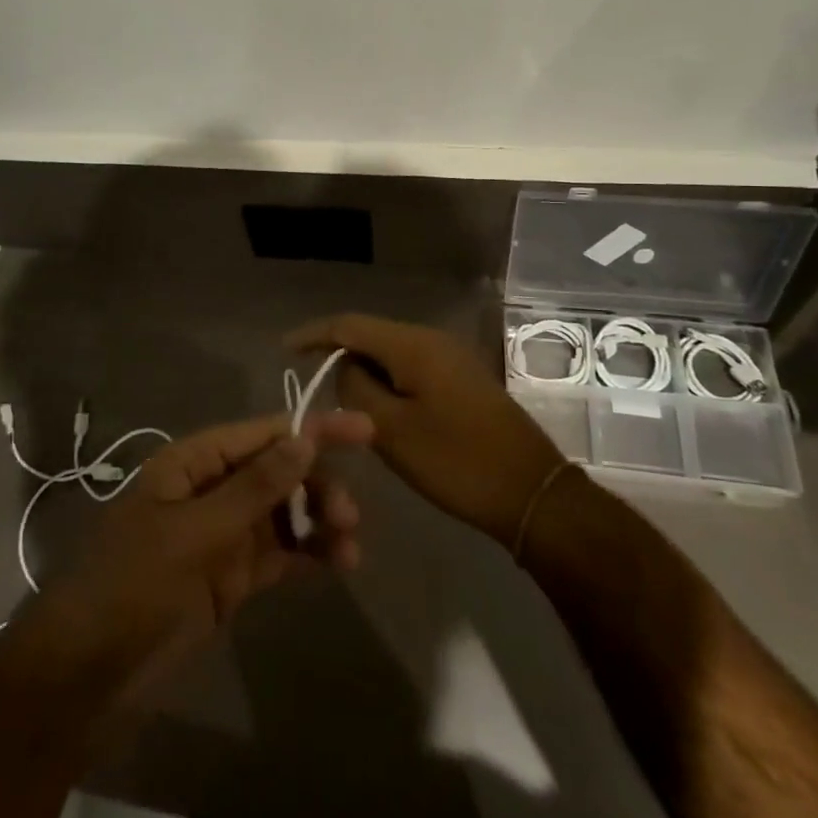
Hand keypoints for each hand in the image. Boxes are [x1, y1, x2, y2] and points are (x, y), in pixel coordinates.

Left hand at [17, 409, 373, 704]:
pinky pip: (278, 554)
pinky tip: (337, 563)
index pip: (259, 434)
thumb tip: (304, 439)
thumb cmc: (134, 586)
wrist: (86, 678)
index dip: (310, 428)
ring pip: (282, 514)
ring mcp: (219, 537)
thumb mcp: (196, 533)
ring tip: (350, 547)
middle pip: (276, 472)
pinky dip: (307, 554)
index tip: (363, 430)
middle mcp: (208, 491)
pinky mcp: (228, 579)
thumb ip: (254, 488)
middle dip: (316, 484)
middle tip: (350, 515)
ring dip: (317, 521)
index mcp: (190, 464)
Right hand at [288, 315, 563, 545]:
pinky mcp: (463, 379)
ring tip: (344, 404)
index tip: (284, 349)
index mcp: (412, 345)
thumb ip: (356, 389)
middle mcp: (432, 339)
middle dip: (339, 355)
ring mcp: (452, 357)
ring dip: (366, 372)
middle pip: (371, 335)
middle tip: (314, 386)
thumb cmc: (456, 461)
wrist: (532, 493)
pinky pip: (412, 367)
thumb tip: (344, 368)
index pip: (349, 325)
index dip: (314, 334)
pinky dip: (389, 381)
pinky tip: (382, 409)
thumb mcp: (391, 430)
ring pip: (392, 353)